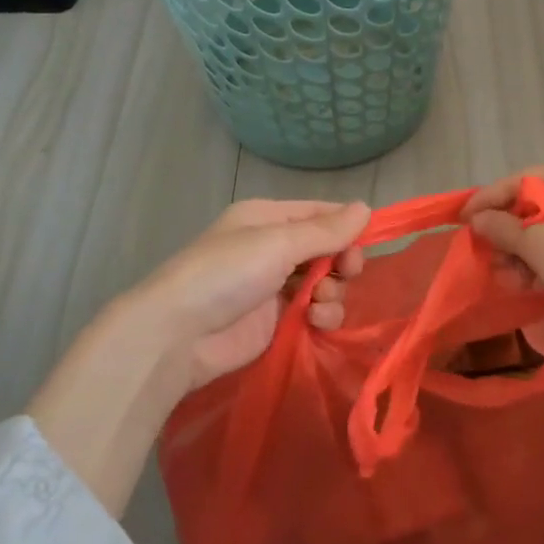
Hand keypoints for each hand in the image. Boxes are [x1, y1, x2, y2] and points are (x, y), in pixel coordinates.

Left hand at [134, 199, 370, 394]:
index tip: (364, 245)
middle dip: (342, 262)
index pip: (321, 214)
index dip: (347, 228)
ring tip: (319, 304)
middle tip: (345, 273)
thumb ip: (325, 230)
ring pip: (325, 283)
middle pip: (328, 250)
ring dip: (332, 293)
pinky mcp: (277, 321)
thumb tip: (366, 207)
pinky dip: (322, 315)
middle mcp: (273, 248)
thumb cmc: (225, 274)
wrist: (177, 336)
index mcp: (268, 218)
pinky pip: (314, 312)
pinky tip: (315, 321)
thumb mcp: (277, 243)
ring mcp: (275, 286)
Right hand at [462, 163, 543, 344]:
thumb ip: (502, 228)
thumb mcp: (538, 246)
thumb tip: (479, 220)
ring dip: (525, 253)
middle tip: (488, 257)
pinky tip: (530, 285)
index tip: (461, 220)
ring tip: (508, 279)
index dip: (488, 199)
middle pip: (537, 204)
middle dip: (508, 233)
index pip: (523, 178)